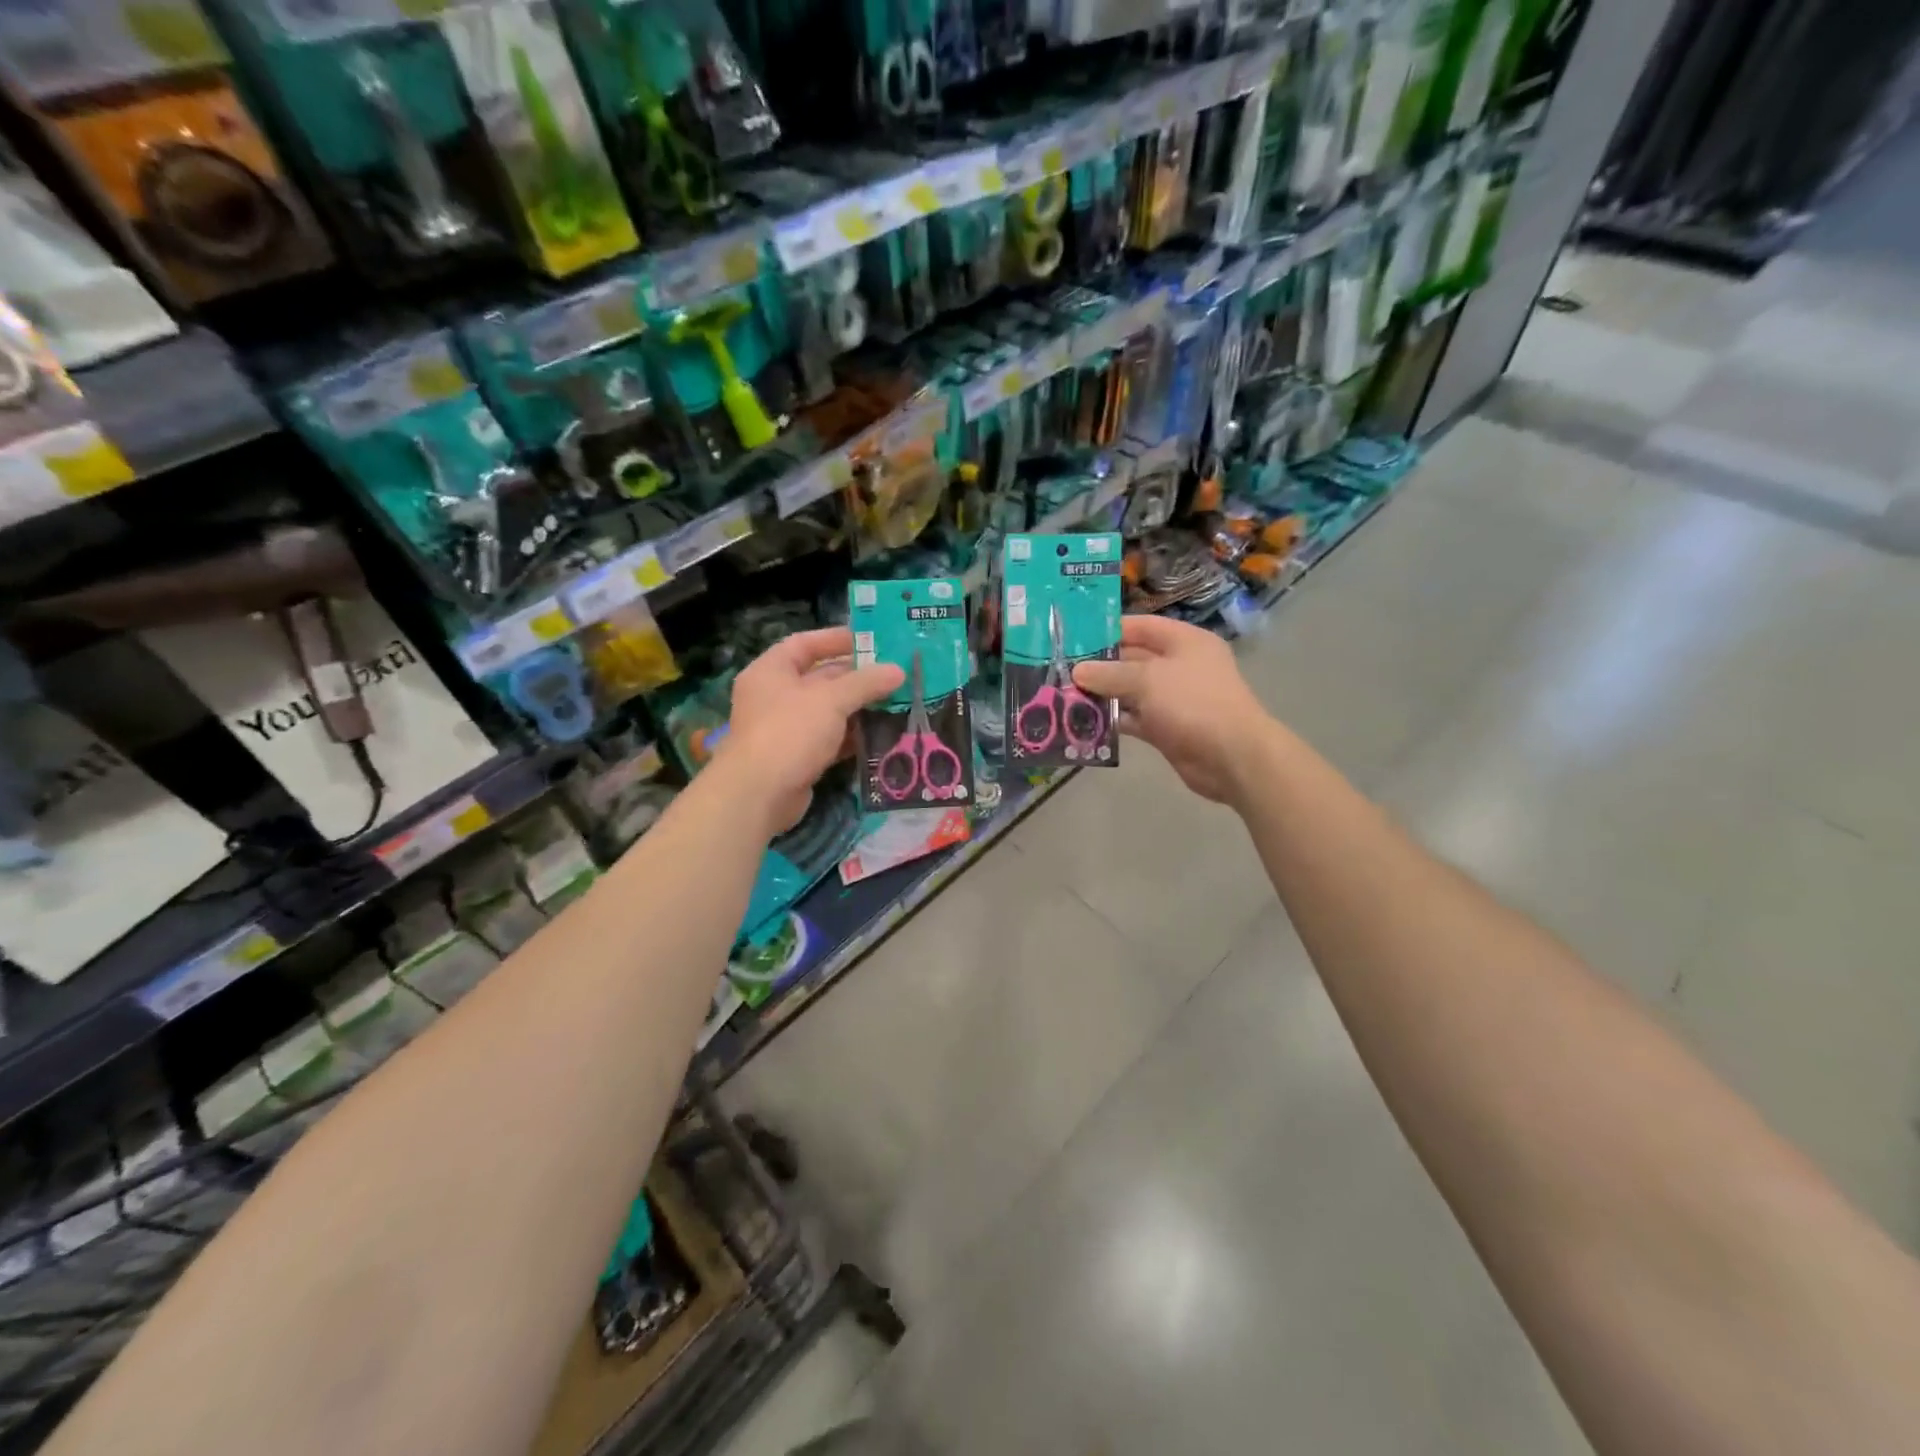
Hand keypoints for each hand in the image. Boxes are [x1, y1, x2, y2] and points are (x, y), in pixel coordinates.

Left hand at [719, 627, 903, 833]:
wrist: (759, 794)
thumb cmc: (790, 732)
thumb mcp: (831, 700)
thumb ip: (865, 683)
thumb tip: (898, 670)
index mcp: (771, 671)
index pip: (804, 644)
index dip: (835, 639)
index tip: (871, 641)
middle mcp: (775, 696)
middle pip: (820, 678)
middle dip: (856, 677)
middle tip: (894, 674)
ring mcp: (785, 729)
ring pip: (827, 711)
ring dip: (858, 708)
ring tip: (896, 702)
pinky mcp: (797, 758)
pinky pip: (829, 740)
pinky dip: (852, 737)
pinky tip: (882, 734)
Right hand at [1072, 615, 1272, 804]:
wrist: (1232, 757)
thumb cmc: (1193, 703)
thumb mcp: (1148, 680)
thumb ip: (1110, 673)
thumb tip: (1078, 671)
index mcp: (1184, 641)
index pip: (1141, 626)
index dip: (1109, 630)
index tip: (1074, 638)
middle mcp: (1179, 666)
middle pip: (1132, 659)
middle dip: (1099, 666)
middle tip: (1060, 670)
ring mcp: (1173, 699)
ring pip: (1130, 691)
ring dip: (1102, 695)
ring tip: (1064, 696)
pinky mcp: (1166, 728)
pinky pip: (1134, 718)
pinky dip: (1113, 720)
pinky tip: (1083, 723)